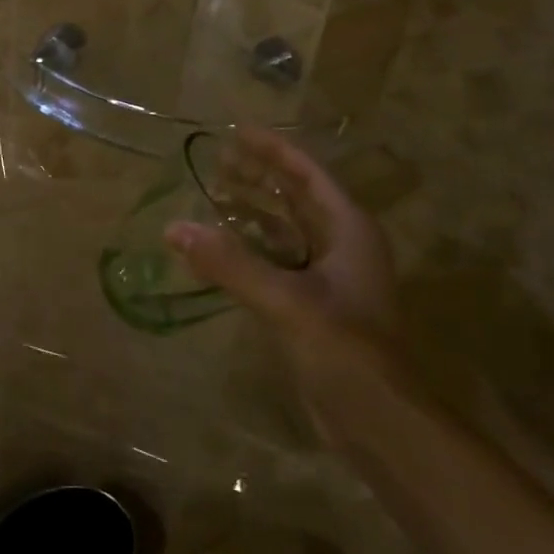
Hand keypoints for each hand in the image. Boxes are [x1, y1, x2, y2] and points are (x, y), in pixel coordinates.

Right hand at [164, 127, 400, 371]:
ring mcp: (328, 277)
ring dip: (251, 212)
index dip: (274, 151)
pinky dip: (248, 250)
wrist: (378, 422)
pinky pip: (275, 262)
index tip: (237, 131)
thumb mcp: (286, 301)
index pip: (308, 175)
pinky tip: (217, 250)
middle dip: (259, 176)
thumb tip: (175, 228)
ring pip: (285, 230)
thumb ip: (230, 263)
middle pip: (296, 198)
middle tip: (217, 159)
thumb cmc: (344, 350)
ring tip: (212, 194)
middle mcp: (341, 246)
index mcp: (348, 230)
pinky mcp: (312, 306)